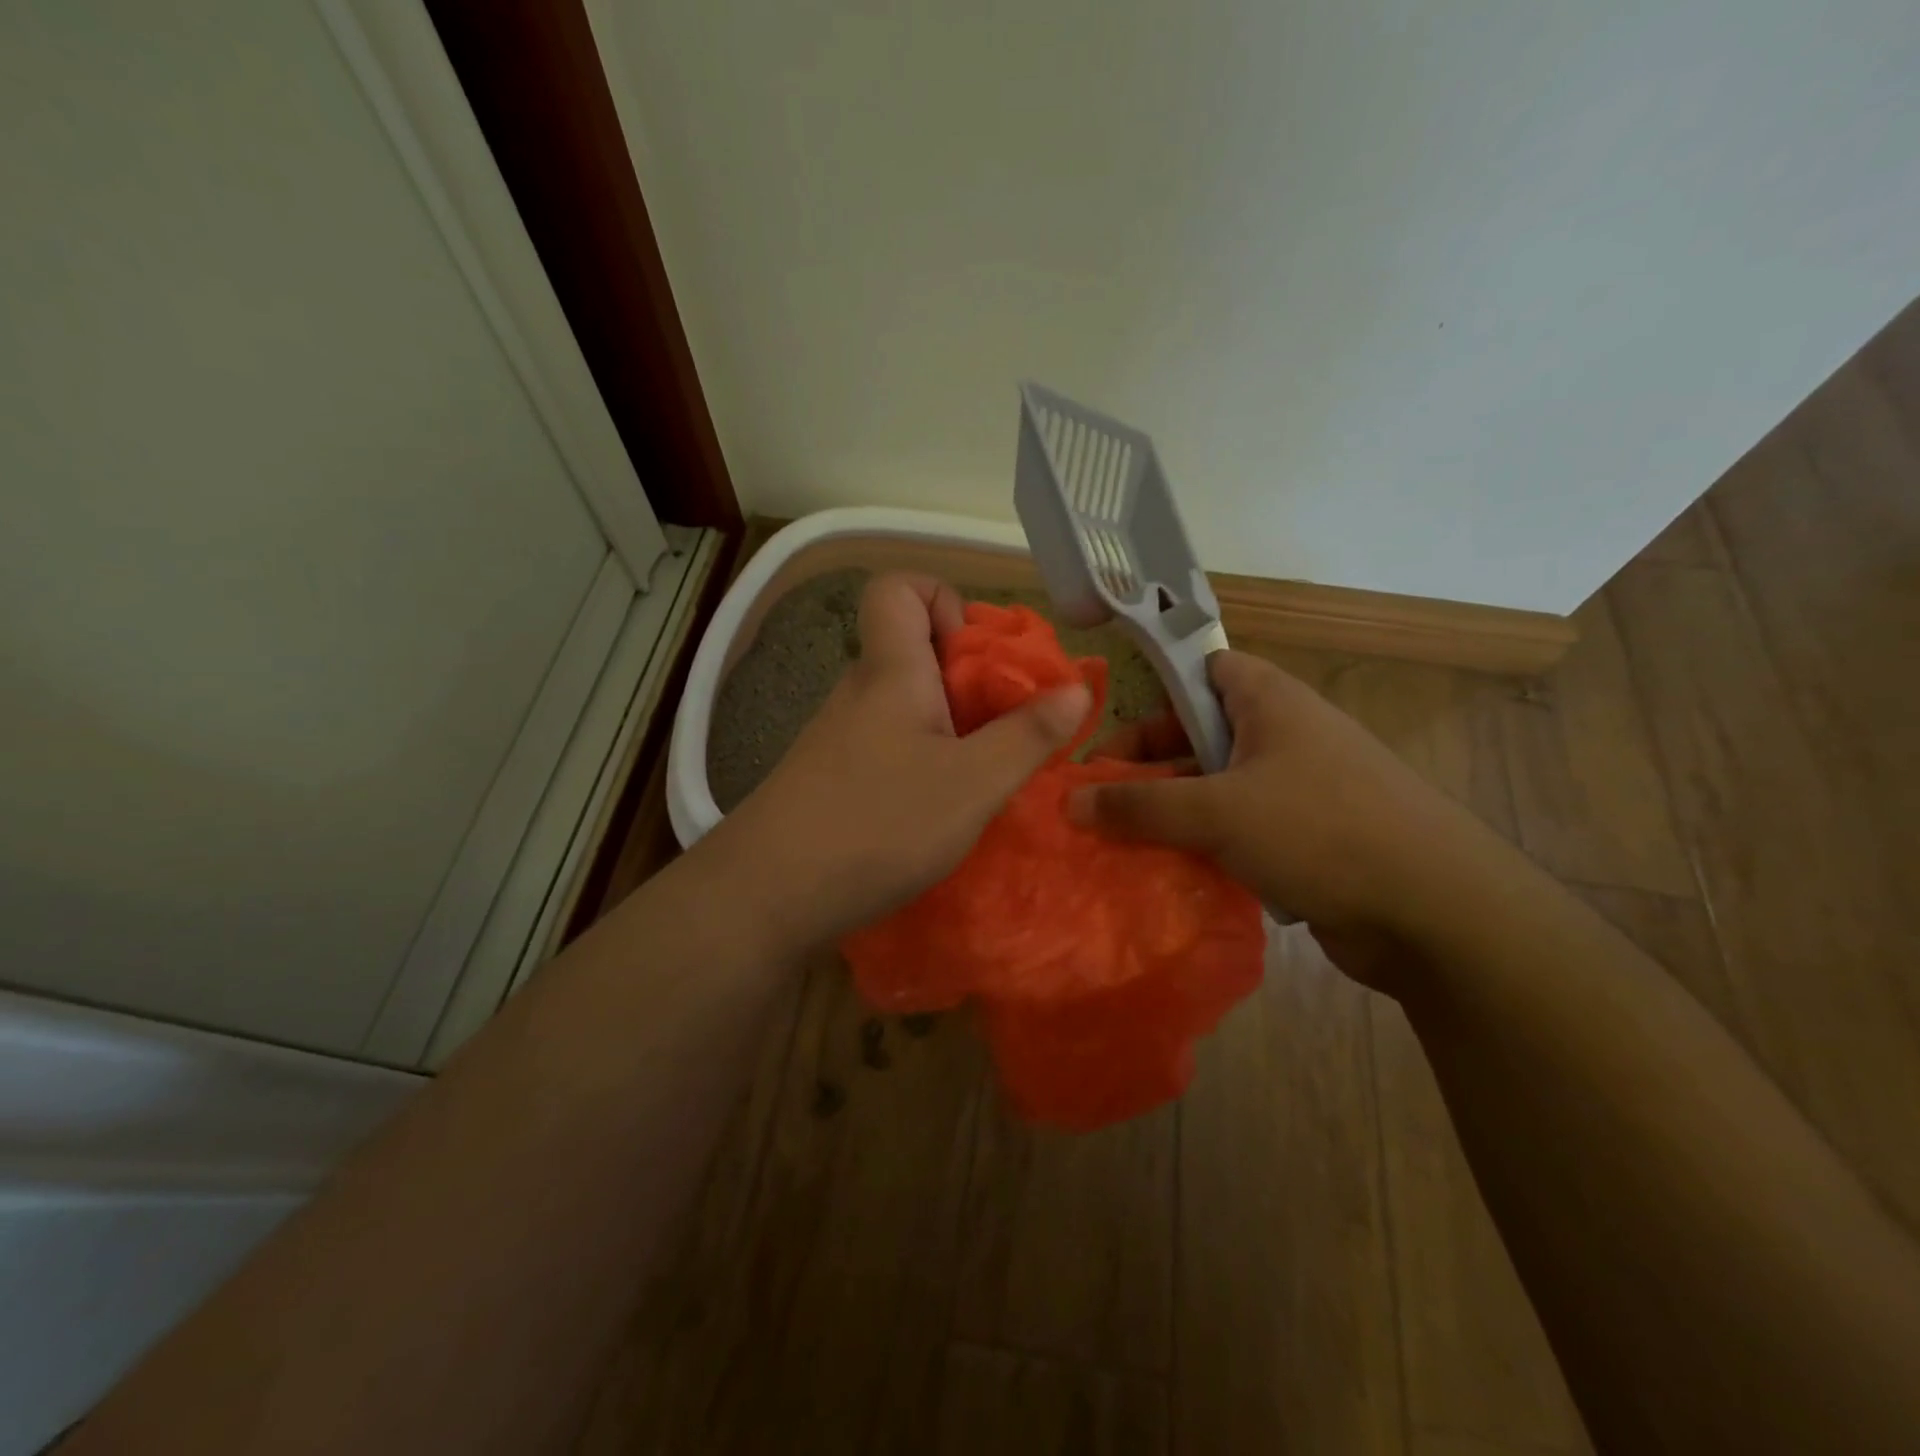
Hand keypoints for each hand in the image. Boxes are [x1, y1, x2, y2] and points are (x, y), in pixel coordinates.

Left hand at [707, 572, 1090, 949]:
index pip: (898, 587)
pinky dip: (923, 761)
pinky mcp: (831, 777)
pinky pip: (889, 745)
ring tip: (980, 778)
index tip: (979, 657)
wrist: (767, 897)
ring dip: (951, 727)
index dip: (944, 600)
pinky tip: (937, 812)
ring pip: (904, 704)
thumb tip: (1074, 688)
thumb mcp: (974, 783)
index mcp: (891, 671)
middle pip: (913, 650)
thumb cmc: (879, 825)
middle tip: (1004, 730)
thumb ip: (1028, 735)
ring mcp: (840, 737)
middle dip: (969, 678)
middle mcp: (860, 692)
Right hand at [1069, 650, 1506, 952]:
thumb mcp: (1216, 811)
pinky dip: (1203, 847)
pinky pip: (1237, 831)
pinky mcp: (1306, 839)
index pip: (1198, 672)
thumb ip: (1138, 805)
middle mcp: (1283, 735)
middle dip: (1147, 769)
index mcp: (1268, 701)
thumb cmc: (1319, 830)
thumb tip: (1070, 801)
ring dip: (1171, 815)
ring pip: (1215, 790)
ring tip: (1118, 846)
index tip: (1106, 738)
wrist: (1435, 913)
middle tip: (1097, 804)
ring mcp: (1297, 789)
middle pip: (1198, 736)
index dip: (1151, 695)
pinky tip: (1167, 875)